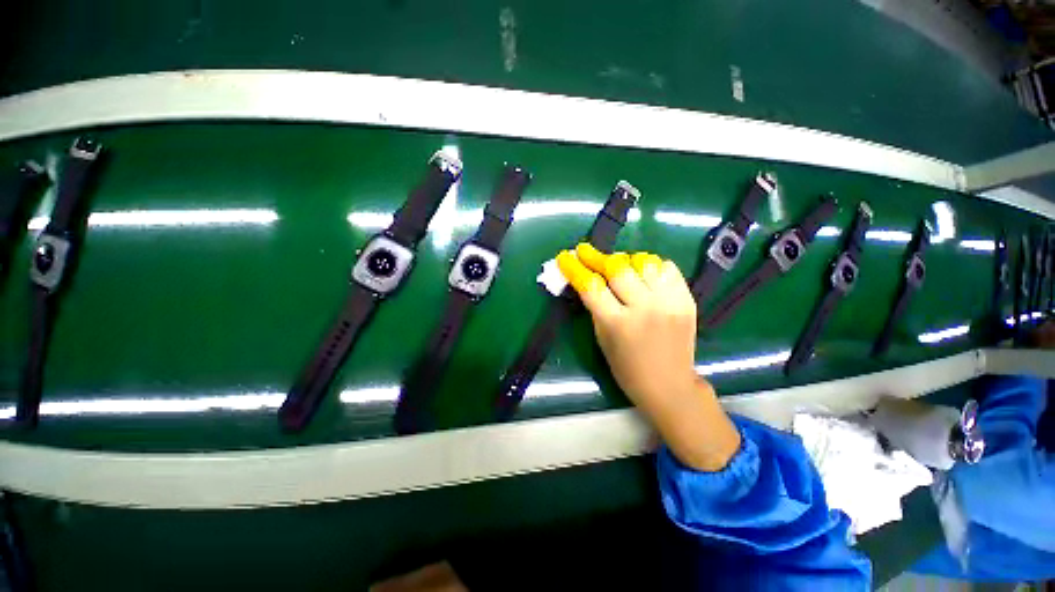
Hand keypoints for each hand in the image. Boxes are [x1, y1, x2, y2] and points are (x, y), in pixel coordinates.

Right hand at [557, 243, 739, 470]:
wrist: (670, 385)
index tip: (565, 256)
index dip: (574, 268)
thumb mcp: (602, 338)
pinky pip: (667, 268)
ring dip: (625, 259)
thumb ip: (596, 307)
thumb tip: (589, 279)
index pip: (591, 286)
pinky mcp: (687, 300)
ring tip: (618, 264)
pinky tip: (643, 272)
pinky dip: (651, 265)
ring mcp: (669, 302)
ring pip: (644, 262)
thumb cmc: (627, 368)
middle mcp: (645, 309)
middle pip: (618, 268)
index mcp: (618, 324)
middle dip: (597, 256)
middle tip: (586, 251)